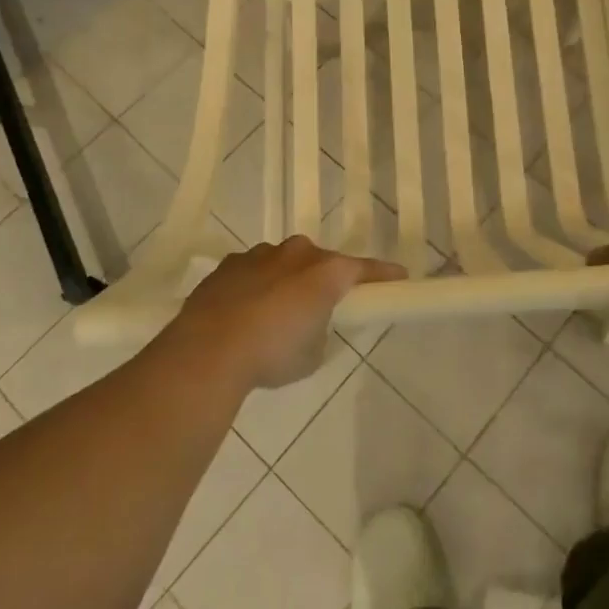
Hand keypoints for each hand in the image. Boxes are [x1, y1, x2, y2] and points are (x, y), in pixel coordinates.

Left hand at [177, 236, 404, 388]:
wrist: (209, 350)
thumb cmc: (273, 354)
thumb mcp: (312, 353)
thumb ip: (320, 329)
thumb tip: (309, 323)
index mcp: (326, 272)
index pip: (364, 269)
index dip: (383, 275)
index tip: (399, 277)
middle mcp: (297, 254)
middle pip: (320, 261)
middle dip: (325, 278)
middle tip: (323, 305)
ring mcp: (259, 255)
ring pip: (284, 262)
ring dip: (287, 280)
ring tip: (276, 312)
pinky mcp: (228, 265)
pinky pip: (253, 271)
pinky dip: (256, 285)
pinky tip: (245, 311)